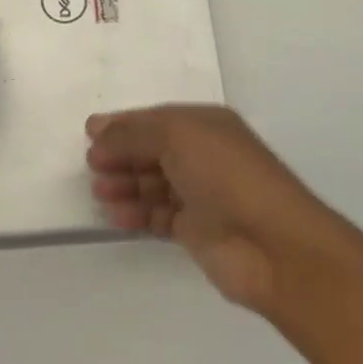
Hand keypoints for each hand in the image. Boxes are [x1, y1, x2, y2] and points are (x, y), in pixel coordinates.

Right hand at [87, 106, 340, 313]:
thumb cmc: (225, 175)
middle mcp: (204, 155)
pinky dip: (136, 214)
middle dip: (121, 155)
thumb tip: (97, 130)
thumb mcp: (176, 136)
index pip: (155, 119)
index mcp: (205, 124)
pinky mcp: (197, 230)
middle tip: (91, 166)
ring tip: (100, 192)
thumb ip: (132, 133)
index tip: (89, 134)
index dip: (123, 125)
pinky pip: (158, 215)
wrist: (273, 245)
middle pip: (152, 150)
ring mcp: (201, 194)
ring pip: (153, 183)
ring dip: (125, 184)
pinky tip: (115, 216)